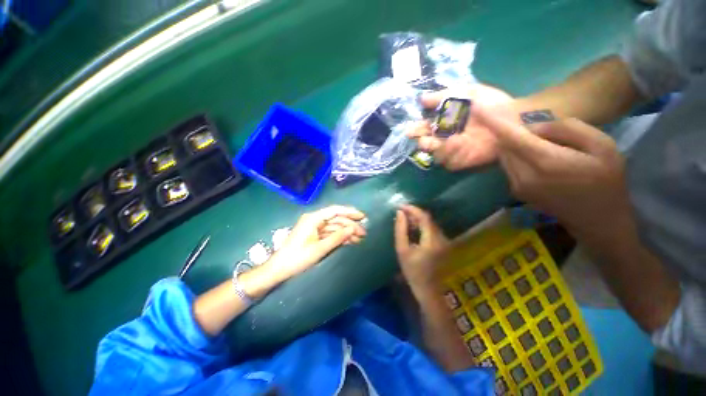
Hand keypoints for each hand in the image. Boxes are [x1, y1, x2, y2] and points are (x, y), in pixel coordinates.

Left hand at [267, 206, 365, 280]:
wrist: (279, 269)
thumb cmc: (297, 258)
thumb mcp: (319, 248)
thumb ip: (337, 237)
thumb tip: (353, 229)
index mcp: (313, 218)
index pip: (335, 210)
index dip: (349, 212)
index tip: (362, 216)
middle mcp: (314, 220)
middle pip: (336, 219)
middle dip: (350, 225)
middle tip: (364, 233)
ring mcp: (315, 227)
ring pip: (334, 227)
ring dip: (346, 232)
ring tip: (360, 239)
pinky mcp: (315, 235)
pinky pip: (330, 233)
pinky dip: (339, 237)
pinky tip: (350, 241)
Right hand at [394, 205, 449, 290]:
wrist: (427, 288)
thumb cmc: (412, 271)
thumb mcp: (402, 250)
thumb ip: (400, 230)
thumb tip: (399, 213)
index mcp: (432, 240)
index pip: (424, 217)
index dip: (412, 209)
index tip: (400, 206)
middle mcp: (441, 238)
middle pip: (428, 219)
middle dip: (414, 213)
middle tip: (400, 213)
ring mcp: (444, 241)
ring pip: (430, 223)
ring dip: (417, 219)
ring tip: (404, 219)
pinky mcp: (443, 243)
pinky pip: (432, 229)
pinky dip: (422, 225)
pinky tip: (412, 227)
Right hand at [407, 84, 517, 169]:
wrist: (515, 118)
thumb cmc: (491, 103)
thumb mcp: (467, 92)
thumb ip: (443, 96)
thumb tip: (421, 99)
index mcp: (445, 122)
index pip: (425, 128)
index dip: (416, 129)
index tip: (410, 130)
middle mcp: (447, 137)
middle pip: (426, 145)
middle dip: (423, 141)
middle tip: (424, 138)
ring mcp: (455, 150)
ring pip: (435, 156)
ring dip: (438, 149)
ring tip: (452, 139)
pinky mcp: (464, 160)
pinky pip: (450, 163)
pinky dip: (451, 156)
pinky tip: (459, 144)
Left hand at [476, 105, 631, 241]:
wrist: (598, 219)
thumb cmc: (607, 180)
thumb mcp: (601, 145)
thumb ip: (566, 129)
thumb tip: (533, 128)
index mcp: (545, 162)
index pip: (510, 137)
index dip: (493, 122)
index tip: (477, 110)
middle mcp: (523, 176)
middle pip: (504, 146)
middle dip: (508, 132)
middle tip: (523, 123)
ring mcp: (516, 186)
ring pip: (504, 156)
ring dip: (512, 144)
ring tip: (537, 141)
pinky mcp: (516, 191)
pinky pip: (508, 166)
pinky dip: (515, 155)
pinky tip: (534, 155)